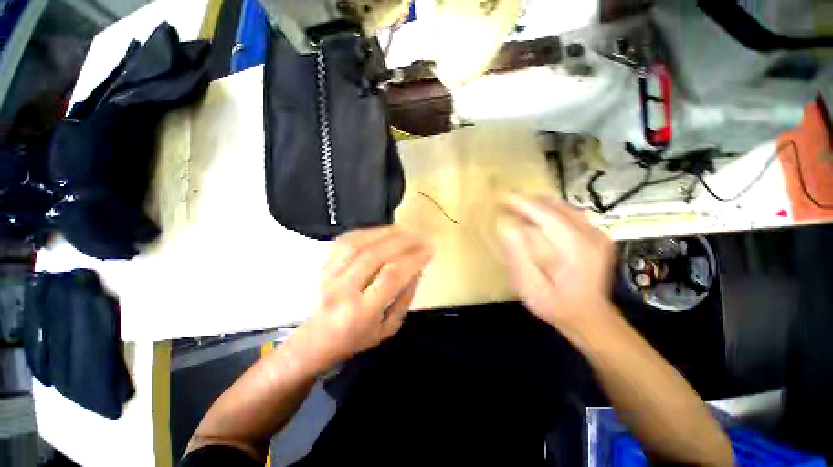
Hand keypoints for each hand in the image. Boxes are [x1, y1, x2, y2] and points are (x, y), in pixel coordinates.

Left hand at [296, 226, 432, 369]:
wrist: (315, 340)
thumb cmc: (356, 338)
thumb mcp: (389, 327)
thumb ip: (405, 298)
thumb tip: (416, 269)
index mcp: (362, 312)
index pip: (391, 276)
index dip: (413, 259)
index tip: (428, 251)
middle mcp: (343, 290)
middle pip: (375, 255)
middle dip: (403, 241)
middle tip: (421, 237)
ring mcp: (330, 275)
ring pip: (360, 244)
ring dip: (386, 233)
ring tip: (406, 230)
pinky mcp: (324, 265)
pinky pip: (347, 240)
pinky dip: (368, 232)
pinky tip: (382, 231)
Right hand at [498, 194, 614, 338]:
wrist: (589, 317)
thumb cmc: (557, 306)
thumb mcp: (531, 287)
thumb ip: (520, 257)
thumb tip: (507, 229)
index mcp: (576, 250)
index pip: (546, 215)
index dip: (521, 203)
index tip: (501, 196)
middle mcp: (591, 236)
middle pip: (555, 206)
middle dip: (527, 201)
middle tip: (504, 203)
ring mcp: (597, 234)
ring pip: (563, 207)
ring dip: (537, 205)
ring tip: (516, 209)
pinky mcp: (596, 236)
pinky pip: (569, 213)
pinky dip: (549, 211)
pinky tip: (535, 218)